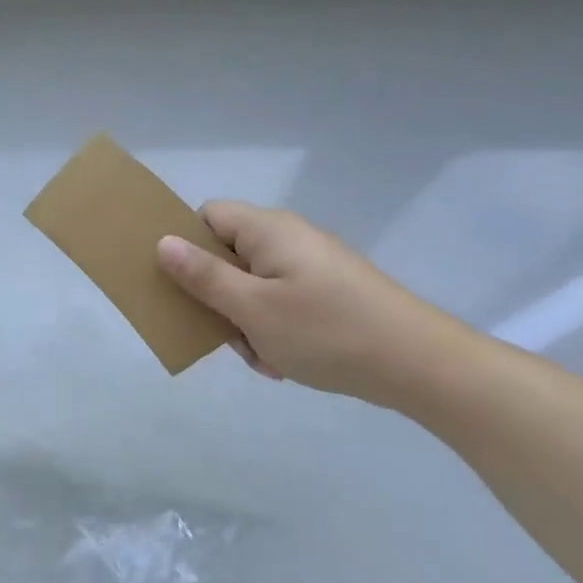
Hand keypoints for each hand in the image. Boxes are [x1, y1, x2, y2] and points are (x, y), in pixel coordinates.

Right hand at [156, 202, 468, 405]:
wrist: (420, 365)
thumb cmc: (326, 331)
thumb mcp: (252, 308)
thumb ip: (203, 276)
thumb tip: (162, 242)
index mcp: (267, 229)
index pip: (207, 217)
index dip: (187, 245)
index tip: (180, 284)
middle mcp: (289, 237)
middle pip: (228, 254)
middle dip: (218, 296)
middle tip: (224, 333)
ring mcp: (312, 265)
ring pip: (252, 285)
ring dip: (246, 321)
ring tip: (262, 356)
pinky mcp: (329, 291)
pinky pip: (281, 301)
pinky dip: (274, 328)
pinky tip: (285, 361)